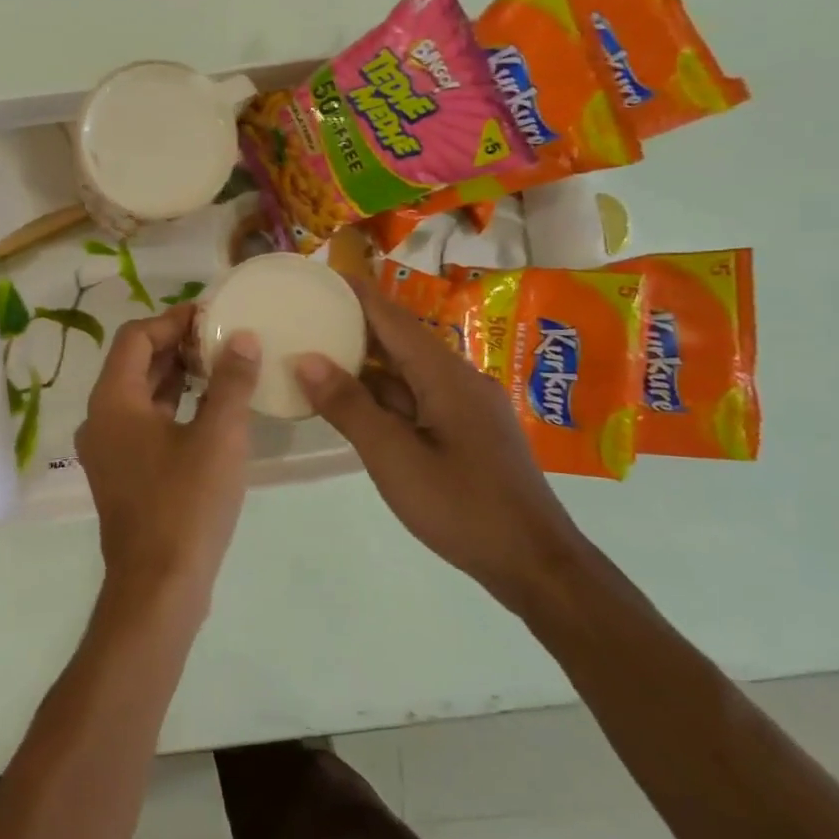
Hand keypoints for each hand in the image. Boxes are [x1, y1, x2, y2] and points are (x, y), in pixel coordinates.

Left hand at [76, 304, 260, 611]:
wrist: (158, 586)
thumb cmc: (186, 505)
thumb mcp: (219, 437)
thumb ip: (231, 382)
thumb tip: (243, 337)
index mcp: (113, 401)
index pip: (136, 337)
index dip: (173, 320)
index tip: (212, 314)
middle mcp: (100, 419)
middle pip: (134, 363)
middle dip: (176, 346)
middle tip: (222, 337)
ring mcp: (108, 449)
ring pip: (139, 395)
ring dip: (175, 376)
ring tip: (220, 366)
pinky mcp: (121, 473)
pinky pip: (143, 423)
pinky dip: (171, 407)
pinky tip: (208, 409)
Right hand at [293, 278, 588, 613]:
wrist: (533, 563)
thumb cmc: (461, 507)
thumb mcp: (393, 457)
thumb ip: (349, 407)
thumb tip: (306, 359)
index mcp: (445, 376)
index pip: (393, 318)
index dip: (355, 294)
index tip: (317, 275)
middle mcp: (458, 380)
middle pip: (400, 339)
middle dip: (354, 324)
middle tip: (305, 313)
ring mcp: (464, 407)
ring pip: (406, 372)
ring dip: (365, 361)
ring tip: (315, 352)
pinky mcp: (464, 432)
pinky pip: (414, 398)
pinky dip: (380, 394)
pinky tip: (350, 402)